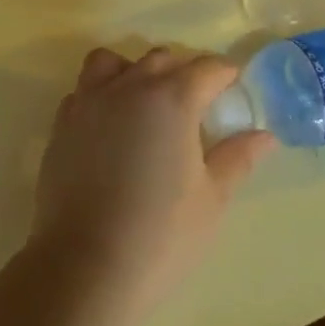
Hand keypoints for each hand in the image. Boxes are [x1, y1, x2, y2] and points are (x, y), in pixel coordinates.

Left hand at [31, 47, 275, 322]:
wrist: (85, 266)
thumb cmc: (161, 234)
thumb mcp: (213, 198)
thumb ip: (237, 158)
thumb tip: (263, 135)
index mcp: (173, 99)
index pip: (207, 68)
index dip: (226, 74)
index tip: (235, 87)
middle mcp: (129, 87)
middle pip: (161, 59)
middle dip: (183, 71)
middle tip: (197, 102)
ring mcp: (89, 103)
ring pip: (113, 63)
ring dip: (134, 71)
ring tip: (146, 103)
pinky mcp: (61, 125)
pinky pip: (83, 90)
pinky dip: (101, 95)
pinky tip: (110, 126)